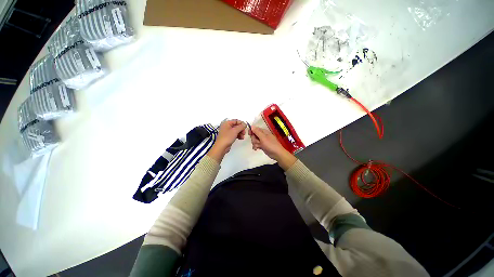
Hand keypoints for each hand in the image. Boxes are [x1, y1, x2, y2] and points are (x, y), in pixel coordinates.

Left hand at [208, 120, 245, 161]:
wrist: (221, 147)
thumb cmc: (227, 137)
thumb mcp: (235, 131)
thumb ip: (241, 126)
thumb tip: (245, 124)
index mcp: (227, 123)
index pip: (236, 121)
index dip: (241, 123)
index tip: (245, 126)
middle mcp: (227, 126)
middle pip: (236, 126)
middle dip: (241, 129)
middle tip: (244, 132)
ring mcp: (227, 132)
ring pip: (236, 130)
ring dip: (240, 133)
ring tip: (242, 136)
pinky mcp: (228, 137)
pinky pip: (235, 134)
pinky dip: (238, 135)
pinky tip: (241, 138)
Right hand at [249, 126, 296, 169]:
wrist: (277, 154)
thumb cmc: (270, 145)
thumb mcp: (263, 138)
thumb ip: (257, 132)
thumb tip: (251, 126)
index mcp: (264, 132)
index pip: (255, 129)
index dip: (251, 131)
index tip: (249, 134)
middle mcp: (263, 135)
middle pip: (254, 135)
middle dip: (254, 139)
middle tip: (257, 142)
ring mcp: (262, 141)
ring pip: (255, 140)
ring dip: (255, 144)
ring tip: (258, 146)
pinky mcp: (262, 146)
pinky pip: (256, 145)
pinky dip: (256, 147)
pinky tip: (256, 149)